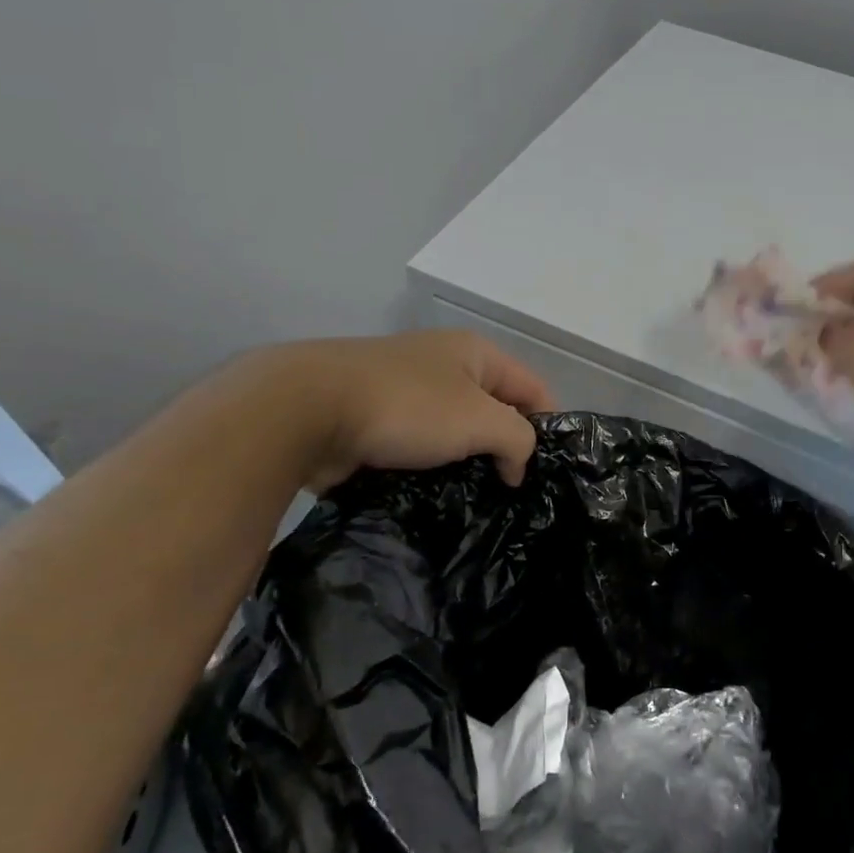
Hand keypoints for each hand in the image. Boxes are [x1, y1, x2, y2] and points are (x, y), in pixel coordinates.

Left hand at [244, 330, 553, 491]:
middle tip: (510, 491)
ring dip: (465, 461)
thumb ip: (518, 439)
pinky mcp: (375, 419)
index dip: (547, 426)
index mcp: (474, 353)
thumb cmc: (407, 406)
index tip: (543, 473)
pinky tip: (433, 495)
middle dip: (503, 447)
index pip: (532, 387)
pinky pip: (418, 446)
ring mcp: (406, 390)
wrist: (306, 410)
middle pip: (494, 409)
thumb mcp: (480, 420)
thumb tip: (515, 465)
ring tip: (474, 499)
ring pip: (454, 431)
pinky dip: (429, 468)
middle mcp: (444, 364)